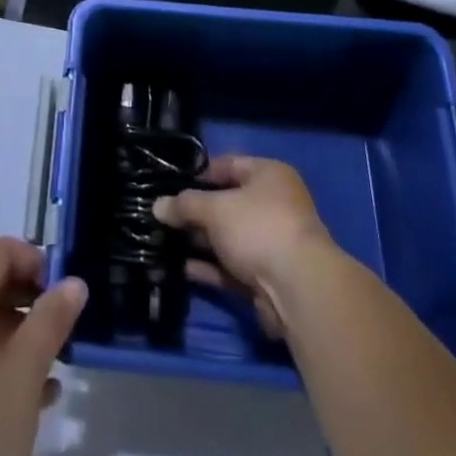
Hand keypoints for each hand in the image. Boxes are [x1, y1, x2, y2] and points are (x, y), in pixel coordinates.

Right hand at [152, 156, 334, 337]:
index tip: (170, 181)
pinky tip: (178, 268)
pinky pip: (229, 266)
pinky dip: (207, 267)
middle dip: (194, 211)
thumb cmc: (257, 227)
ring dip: (197, 241)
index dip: (199, 173)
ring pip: (226, 237)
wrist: (298, 290)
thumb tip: (157, 206)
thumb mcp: (215, 208)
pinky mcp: (264, 278)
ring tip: (162, 241)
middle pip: (225, 203)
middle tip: (161, 214)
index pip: (228, 165)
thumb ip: (184, 205)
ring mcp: (270, 244)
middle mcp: (272, 205)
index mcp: (269, 176)